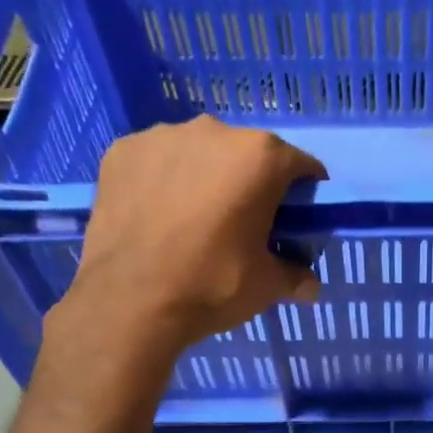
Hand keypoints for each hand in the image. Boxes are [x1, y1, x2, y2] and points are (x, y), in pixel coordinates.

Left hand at [56, 115, 323, 359]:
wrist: (129, 301)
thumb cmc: (212, 285)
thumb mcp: (266, 287)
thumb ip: (294, 276)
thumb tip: (310, 287)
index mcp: (259, 158)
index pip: (301, 166)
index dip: (305, 194)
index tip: (296, 221)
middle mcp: (213, 131)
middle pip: (247, 154)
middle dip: (251, 184)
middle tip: (243, 226)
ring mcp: (161, 136)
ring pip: (199, 154)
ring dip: (205, 179)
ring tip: (194, 222)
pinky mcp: (122, 151)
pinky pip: (157, 162)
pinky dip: (163, 182)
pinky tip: (158, 218)